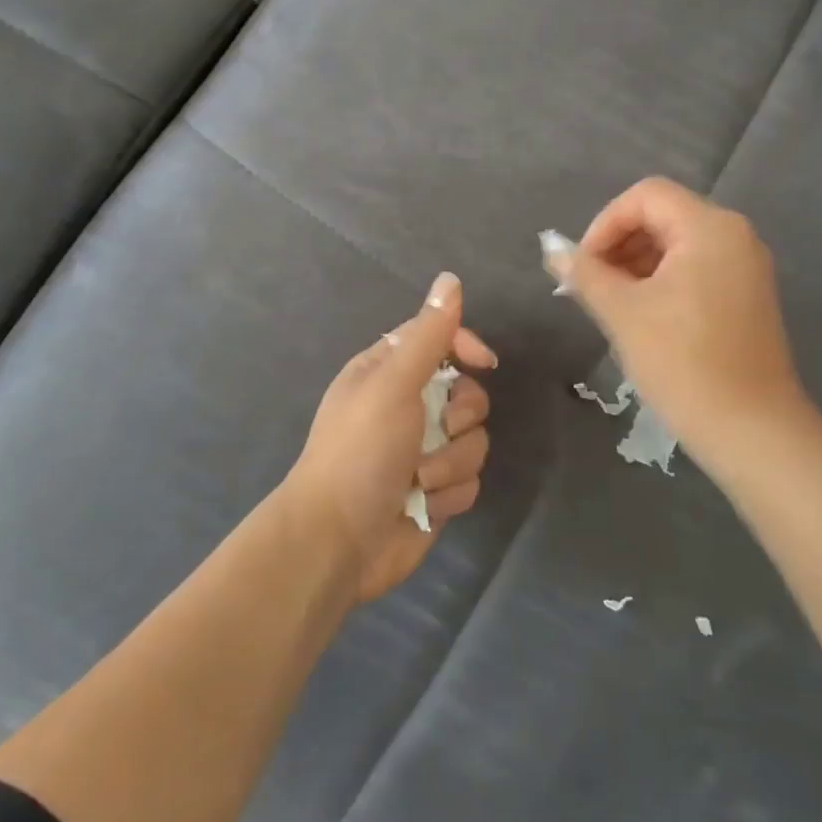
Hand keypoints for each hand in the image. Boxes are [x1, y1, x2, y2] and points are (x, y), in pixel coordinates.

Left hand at [284, 272, 495, 602]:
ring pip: (474, 440)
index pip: (439, 340)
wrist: (338, 542)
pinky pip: (469, 480)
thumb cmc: (359, 453)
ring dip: (451, 463)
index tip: (483, 363)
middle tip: (437, 431)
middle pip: (468, 394)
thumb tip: (449, 279)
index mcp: (387, 373)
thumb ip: (427, 335)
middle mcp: (407, 408)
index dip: (465, 347)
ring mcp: (423, 452)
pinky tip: (423, 505)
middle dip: (461, 417)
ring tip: (420, 479)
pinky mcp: (436, 492)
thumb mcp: (392, 384)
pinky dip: (448, 494)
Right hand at [550, 178, 814, 471]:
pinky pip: (697, 269)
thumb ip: (585, 274)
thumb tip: (553, 250)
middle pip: (663, 216)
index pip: (645, 196)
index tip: (583, 266)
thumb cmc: (683, 363)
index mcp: (709, 227)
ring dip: (637, 264)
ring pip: (678, 244)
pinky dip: (663, 281)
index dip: (604, 224)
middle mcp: (735, 235)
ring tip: (611, 305)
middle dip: (619, 244)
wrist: (751, 430)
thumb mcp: (623, 313)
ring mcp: (746, 267)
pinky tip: (642, 316)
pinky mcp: (747, 296)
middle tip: (591, 287)